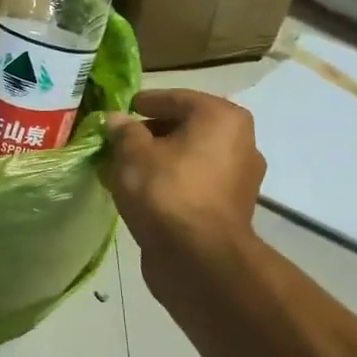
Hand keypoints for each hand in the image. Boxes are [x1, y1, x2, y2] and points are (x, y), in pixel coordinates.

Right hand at [101, 90, 265, 285]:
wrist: (198, 257)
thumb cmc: (166, 191)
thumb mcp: (133, 154)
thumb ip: (123, 132)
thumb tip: (116, 120)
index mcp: (221, 118)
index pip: (177, 98)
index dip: (146, 102)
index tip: (124, 108)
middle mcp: (240, 142)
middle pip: (187, 128)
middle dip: (151, 133)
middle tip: (119, 141)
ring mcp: (239, 178)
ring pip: (190, 158)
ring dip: (159, 160)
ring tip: (124, 168)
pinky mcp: (230, 208)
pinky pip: (194, 183)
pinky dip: (170, 182)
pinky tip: (142, 192)